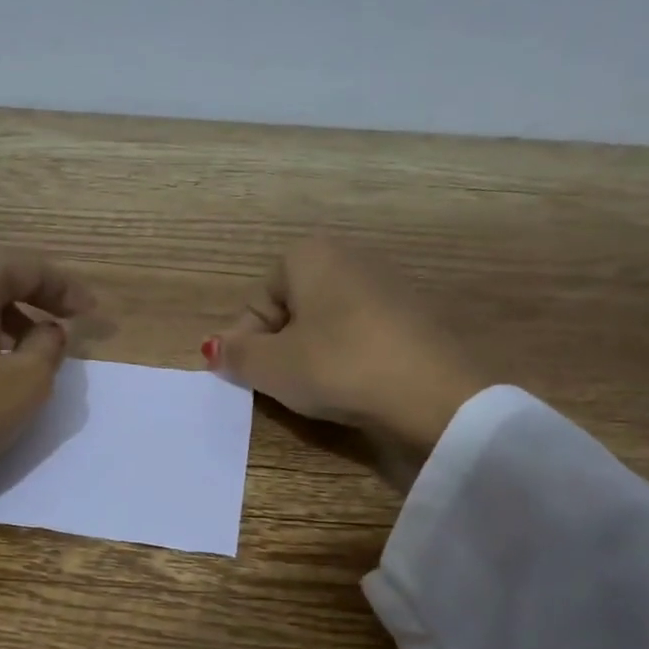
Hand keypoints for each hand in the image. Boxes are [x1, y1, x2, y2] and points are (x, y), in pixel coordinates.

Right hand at [205, 237, 486, 458]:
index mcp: (309, 255)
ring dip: (311, 354)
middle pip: (291, 309)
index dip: (246, 342)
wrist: (433, 394)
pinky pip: (360, 335)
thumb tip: (215, 349)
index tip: (250, 377)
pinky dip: (348, 358)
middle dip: (279, 347)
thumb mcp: (271, 367)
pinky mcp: (414, 316)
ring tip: (317, 390)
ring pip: (326, 323)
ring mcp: (387, 284)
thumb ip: (235, 355)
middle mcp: (349, 257)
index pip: (257, 301)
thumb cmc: (337, 367)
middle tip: (280, 385)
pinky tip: (354, 386)